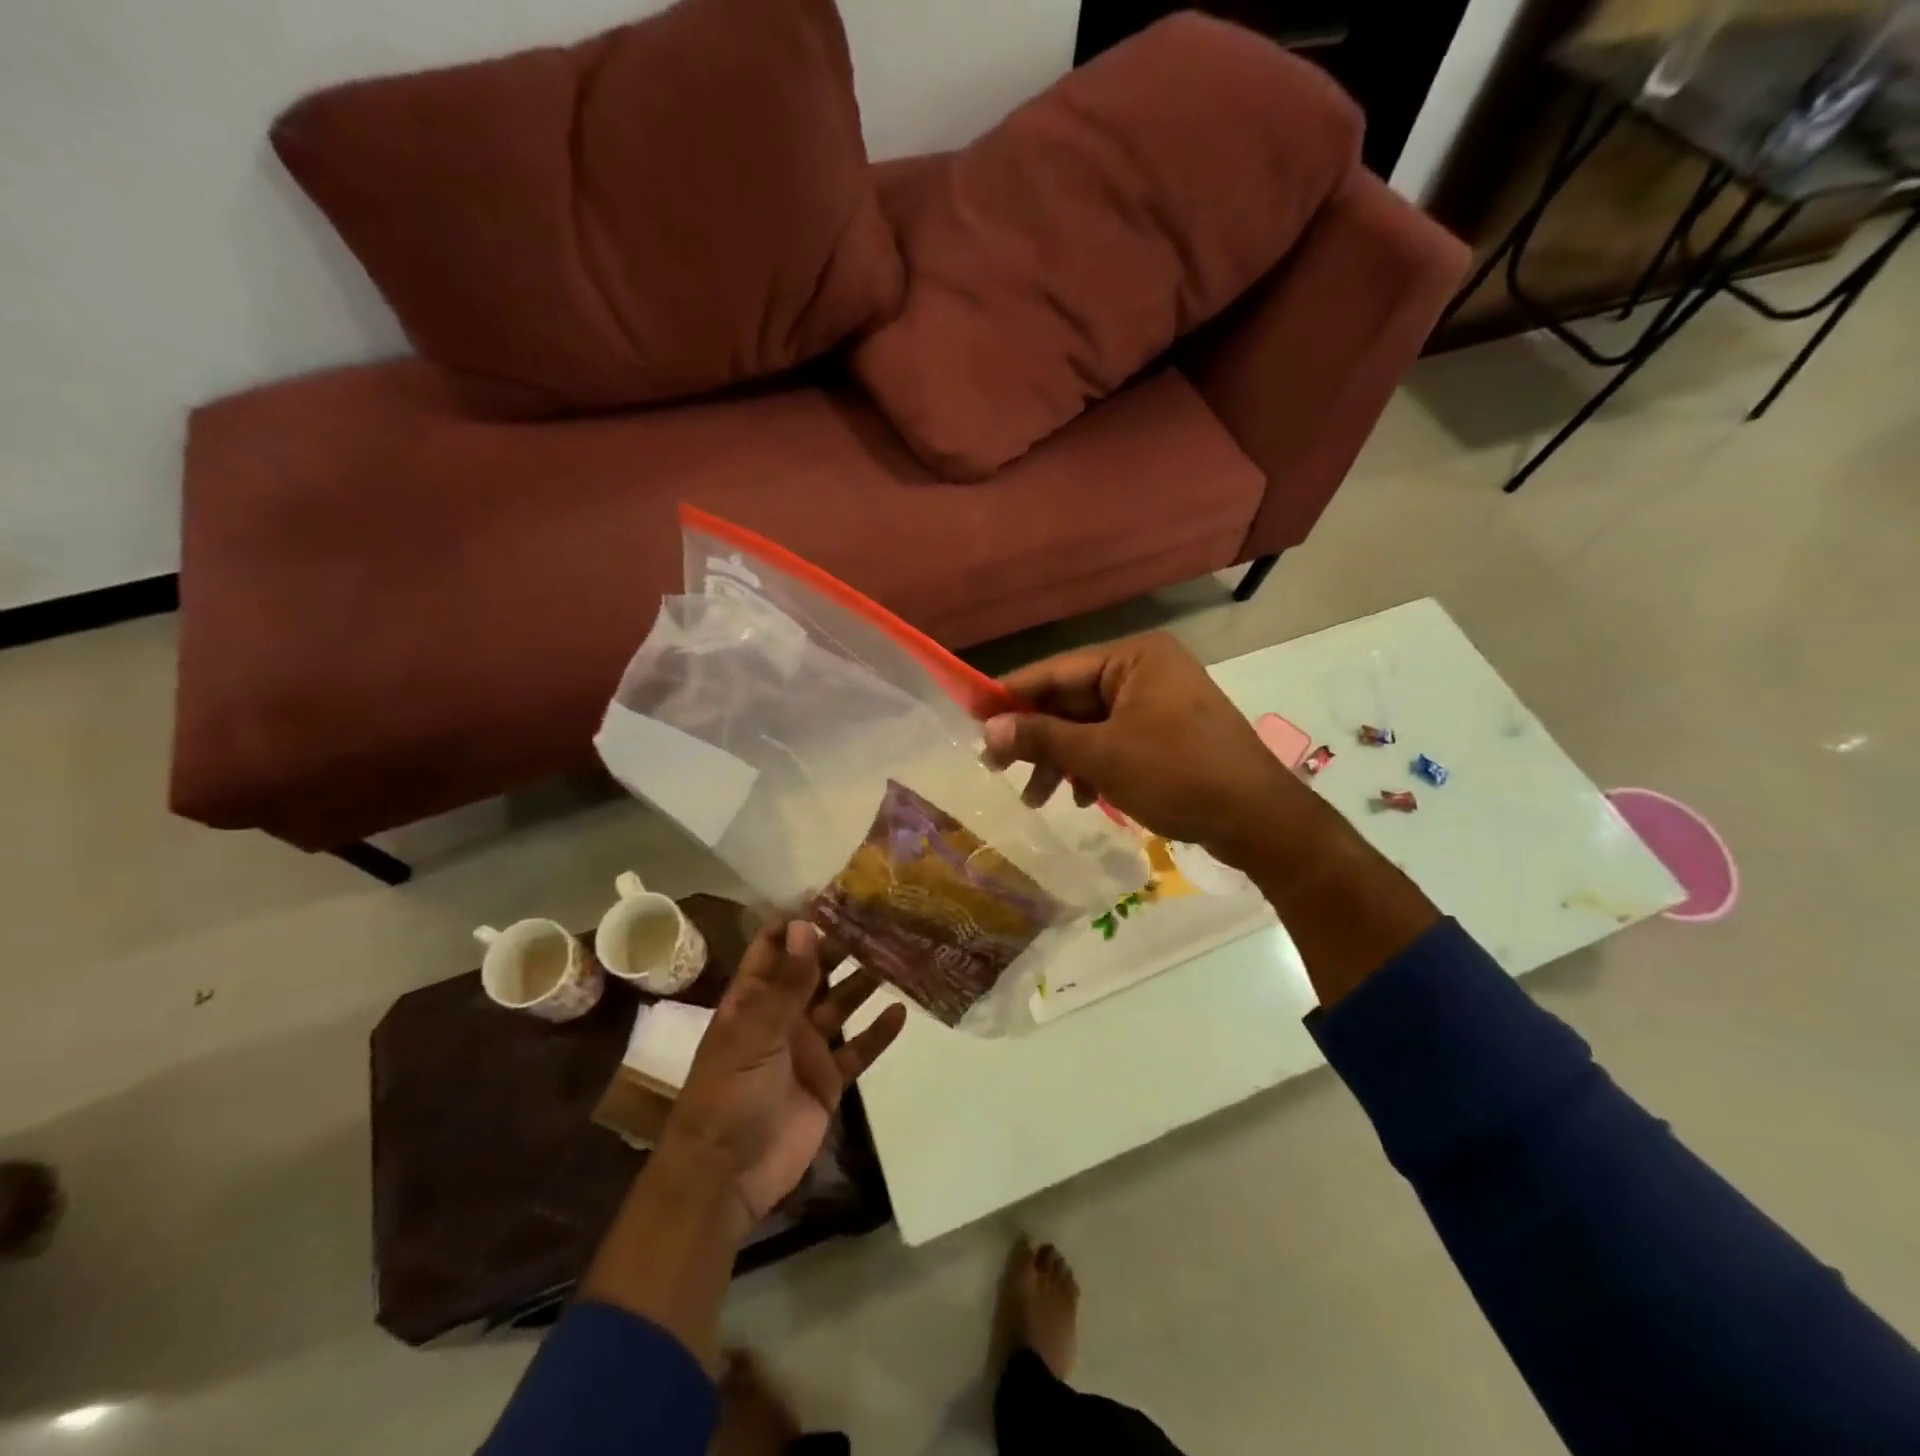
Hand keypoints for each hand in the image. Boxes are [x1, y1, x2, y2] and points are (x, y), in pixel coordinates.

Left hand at [661, 920, 907, 1220]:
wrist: (727, 1176)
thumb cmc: (728, 1095)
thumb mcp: (755, 1033)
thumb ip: (787, 983)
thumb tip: (805, 925)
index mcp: (753, 999)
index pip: (774, 947)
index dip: (800, 921)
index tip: (835, 895)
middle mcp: (781, 1016)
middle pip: (815, 970)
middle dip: (842, 945)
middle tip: (881, 918)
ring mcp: (806, 1047)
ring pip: (841, 1004)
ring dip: (864, 982)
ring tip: (898, 953)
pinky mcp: (827, 1079)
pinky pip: (858, 1049)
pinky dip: (878, 1033)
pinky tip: (901, 1011)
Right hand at [981, 633, 1304, 866]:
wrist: (1259, 820)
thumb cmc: (1177, 775)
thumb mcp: (1101, 756)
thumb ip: (1041, 738)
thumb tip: (988, 730)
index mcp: (1133, 658)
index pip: (1056, 671)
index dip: (1011, 696)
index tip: (973, 720)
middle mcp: (1146, 670)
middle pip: (1072, 700)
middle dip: (1038, 739)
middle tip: (999, 771)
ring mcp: (1160, 702)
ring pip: (1092, 726)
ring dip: (1063, 760)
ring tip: (1038, 799)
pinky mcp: (1169, 733)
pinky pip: (1116, 741)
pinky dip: (1094, 766)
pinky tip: (1083, 798)